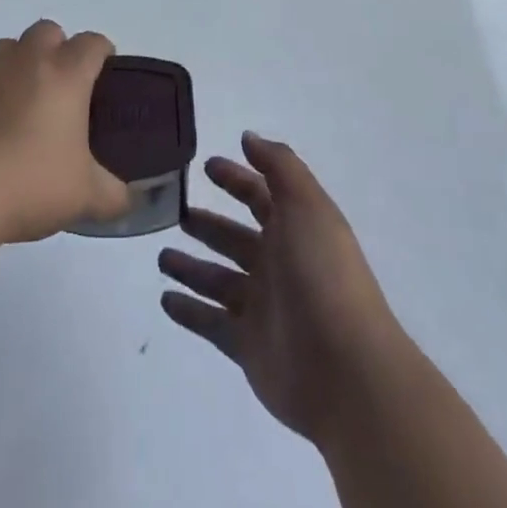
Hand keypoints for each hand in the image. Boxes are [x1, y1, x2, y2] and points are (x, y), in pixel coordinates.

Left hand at [0, 20, 131, 246]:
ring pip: (9, 49)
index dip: (103, 53)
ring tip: (20, 106)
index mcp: (65, 73)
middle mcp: (26, 59)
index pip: (93, 43)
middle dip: (58, 49)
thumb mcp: (84, 198)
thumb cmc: (27, 184)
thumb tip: (128, 198)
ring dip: (19, 66)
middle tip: (61, 88)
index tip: (105, 73)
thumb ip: (114, 194)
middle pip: (48, 31)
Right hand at [159, 133, 402, 446]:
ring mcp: (263, 307)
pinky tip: (165, 299)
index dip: (236, 178)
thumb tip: (248, 137)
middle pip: (235, 237)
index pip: (260, 195)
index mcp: (295, 228)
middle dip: (208, 224)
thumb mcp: (305, 205)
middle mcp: (278, 263)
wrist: (345, 370)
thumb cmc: (323, 274)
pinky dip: (189, 311)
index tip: (205, 165)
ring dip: (191, 267)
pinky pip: (212, 323)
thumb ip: (278, 166)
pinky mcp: (248, 347)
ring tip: (161, 256)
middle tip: (175, 211)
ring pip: (219, 280)